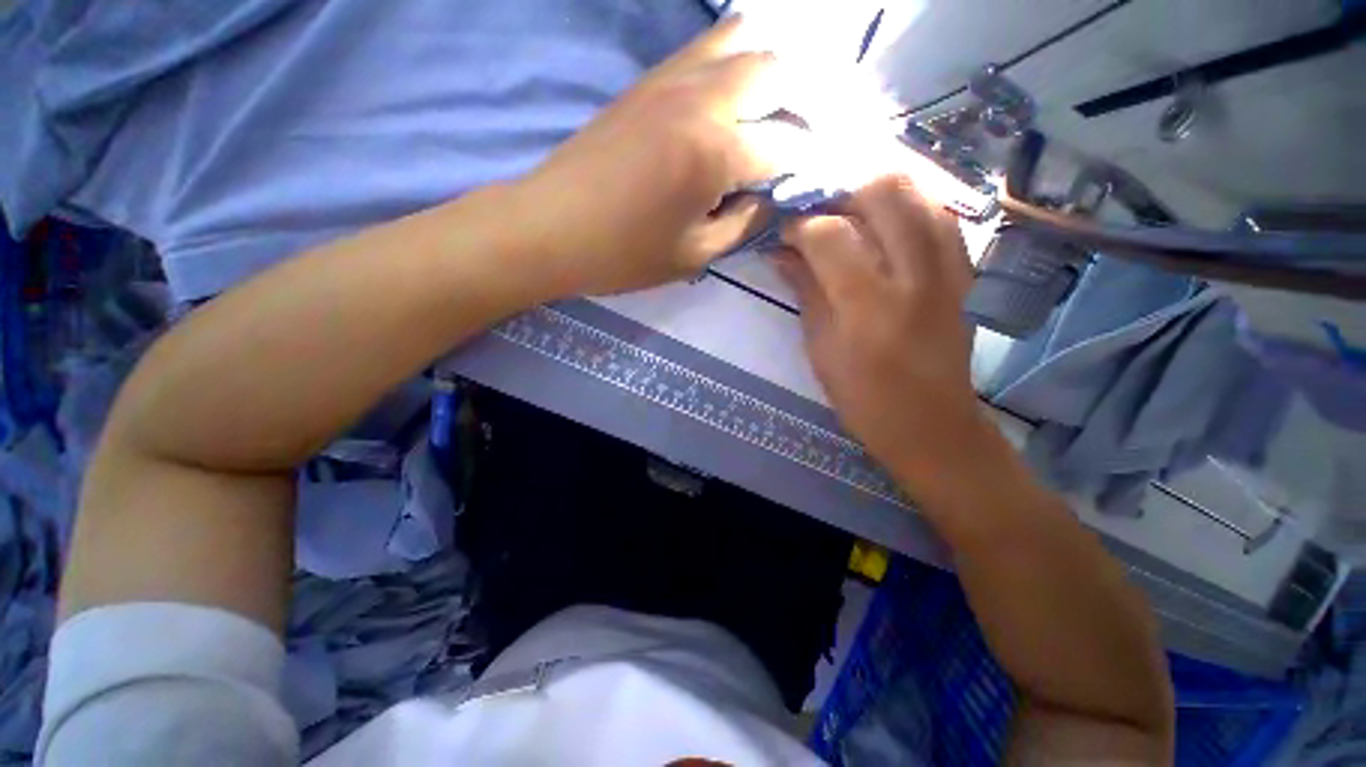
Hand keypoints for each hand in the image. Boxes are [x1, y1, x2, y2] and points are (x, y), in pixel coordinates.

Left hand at [511, 17, 781, 297]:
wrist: (550, 228)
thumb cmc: (624, 254)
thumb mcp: (695, 255)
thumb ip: (744, 223)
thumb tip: (770, 199)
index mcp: (717, 151)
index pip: (786, 145)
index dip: (805, 164)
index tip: (806, 181)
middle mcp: (702, 99)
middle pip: (775, 71)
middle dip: (796, 106)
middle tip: (790, 145)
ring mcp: (670, 80)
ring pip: (740, 41)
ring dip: (764, 75)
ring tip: (763, 118)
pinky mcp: (645, 81)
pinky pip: (702, 51)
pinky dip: (729, 66)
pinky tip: (725, 103)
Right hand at [776, 175, 993, 496]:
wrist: (931, 424)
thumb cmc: (863, 398)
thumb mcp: (820, 348)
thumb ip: (805, 291)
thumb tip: (781, 252)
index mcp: (868, 305)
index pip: (829, 234)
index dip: (800, 225)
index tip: (784, 232)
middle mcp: (914, 275)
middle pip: (884, 190)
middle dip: (842, 188)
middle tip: (818, 209)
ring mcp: (949, 268)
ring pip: (919, 192)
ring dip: (877, 189)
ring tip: (848, 208)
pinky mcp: (965, 272)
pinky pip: (939, 215)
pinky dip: (908, 206)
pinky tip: (885, 222)